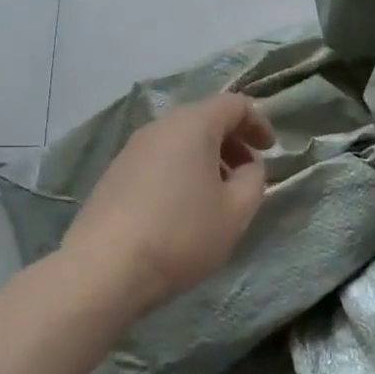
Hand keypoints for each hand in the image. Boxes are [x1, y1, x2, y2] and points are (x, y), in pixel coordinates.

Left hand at [60, 93, 275, 318]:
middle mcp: (159, 127)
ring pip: (179, 141)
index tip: (269, 151)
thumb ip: (253, 181)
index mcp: (193, 125)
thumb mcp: (236, 212)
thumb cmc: (182, 234)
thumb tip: (248, 168)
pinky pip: (158, 160)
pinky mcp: (113, 175)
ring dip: (206, 160)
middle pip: (204, 119)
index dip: (258, 123)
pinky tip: (183, 209)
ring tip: (217, 196)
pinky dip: (180, 172)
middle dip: (231, 142)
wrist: (105, 268)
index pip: (234, 104)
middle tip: (247, 175)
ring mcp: (131, 150)